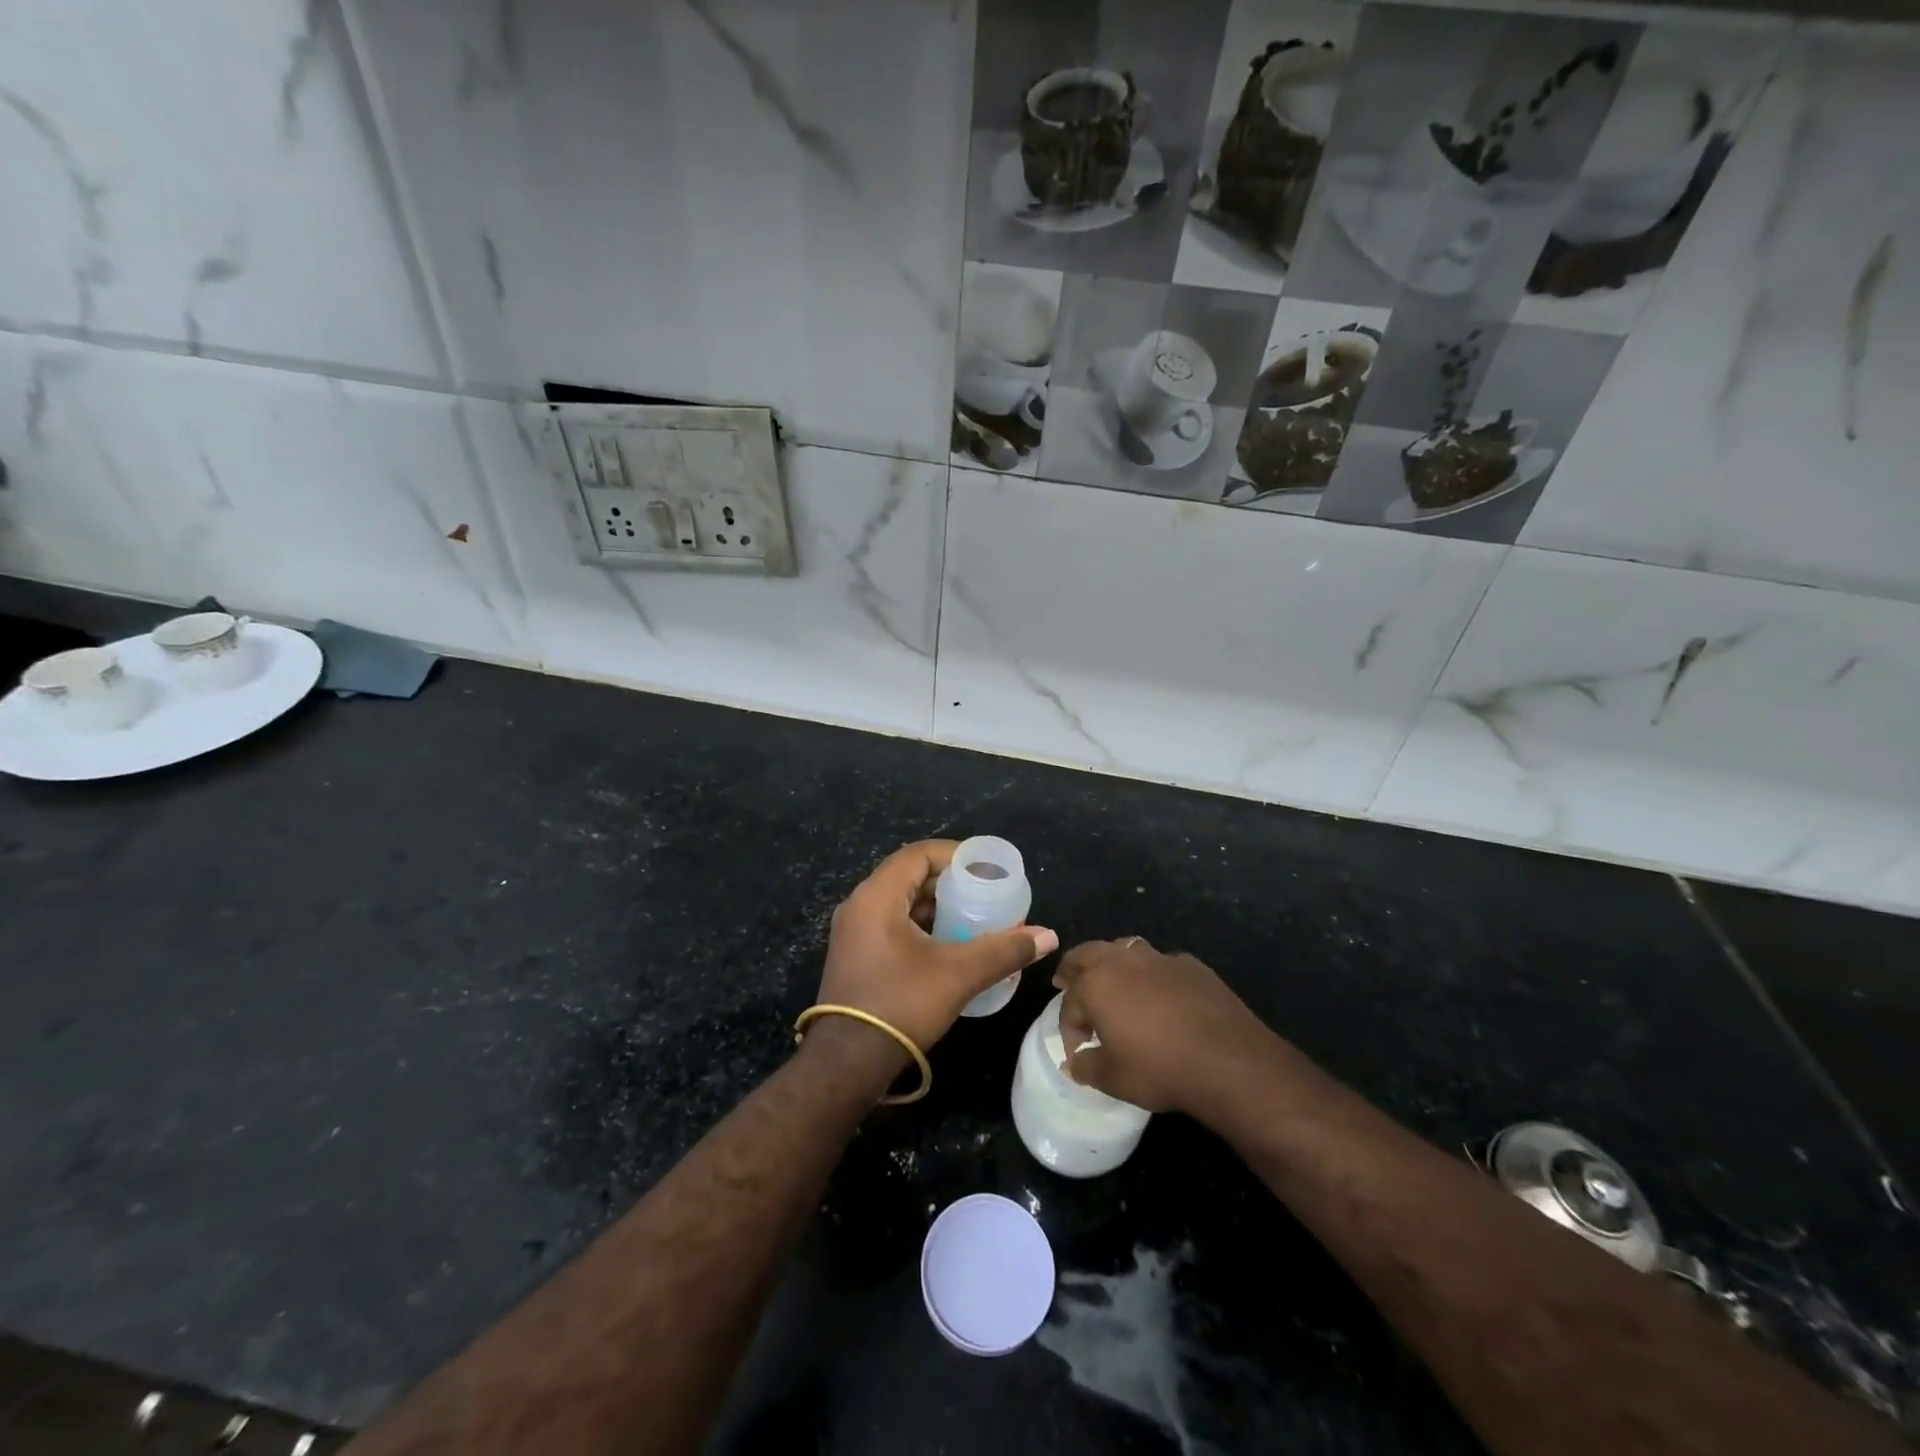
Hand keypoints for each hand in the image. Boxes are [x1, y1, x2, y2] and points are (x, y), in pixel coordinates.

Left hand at [811, 840, 1057, 1066]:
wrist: (848, 1062)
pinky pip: (890, 923)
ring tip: (973, 918)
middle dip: (949, 882)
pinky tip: (947, 945)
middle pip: (909, 875)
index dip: (955, 855)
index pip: (918, 854)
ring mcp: (852, 932)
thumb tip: (1048, 936)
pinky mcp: (854, 955)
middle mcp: (859, 905)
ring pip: (900, 902)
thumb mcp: (959, 974)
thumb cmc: (901, 1004)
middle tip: (985, 894)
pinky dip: (920, 925)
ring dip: (936, 906)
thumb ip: (1004, 950)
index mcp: (877, 896)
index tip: (987, 869)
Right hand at [1052, 937, 1283, 1117]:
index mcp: (1096, 985)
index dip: (1068, 1027)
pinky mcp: (1190, 965)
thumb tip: (1073, 1064)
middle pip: (1087, 954)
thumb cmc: (1160, 1069)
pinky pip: (1160, 963)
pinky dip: (1151, 974)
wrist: (1228, 1060)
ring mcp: (1158, 958)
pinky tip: (1160, 995)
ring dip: (1112, 962)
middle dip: (1074, 968)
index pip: (1070, 1003)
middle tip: (1067, 981)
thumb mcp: (1114, 1079)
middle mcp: (1122, 961)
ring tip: (1113, 980)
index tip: (1077, 1051)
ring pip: (1124, 948)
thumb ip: (1087, 1068)